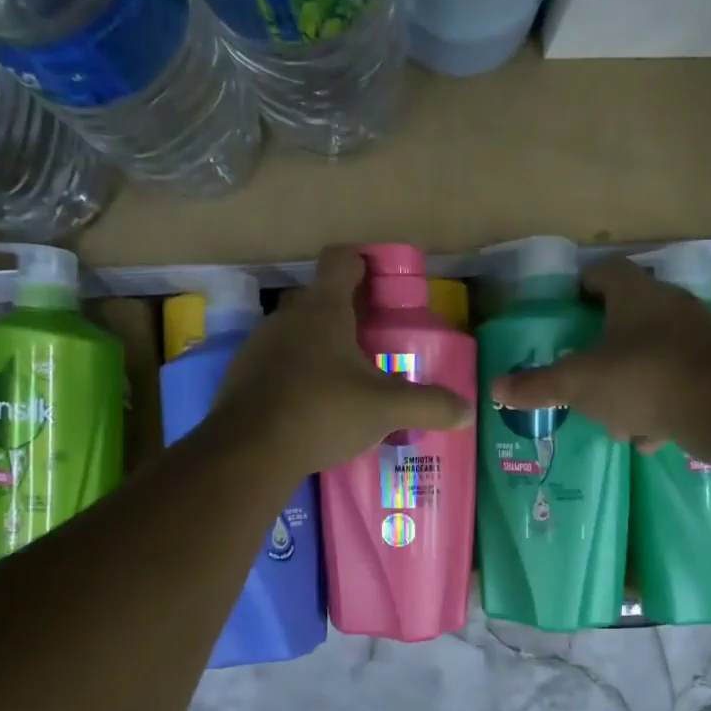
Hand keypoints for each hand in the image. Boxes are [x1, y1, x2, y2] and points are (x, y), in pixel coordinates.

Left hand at [210, 246, 474, 474]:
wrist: (249, 452)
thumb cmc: (322, 412)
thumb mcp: (384, 409)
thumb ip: (429, 405)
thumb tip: (467, 412)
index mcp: (323, 308)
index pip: (341, 259)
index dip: (363, 262)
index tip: (381, 283)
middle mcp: (287, 317)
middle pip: (319, 298)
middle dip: (345, 314)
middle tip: (372, 343)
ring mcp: (259, 345)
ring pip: (296, 333)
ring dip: (318, 347)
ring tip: (344, 381)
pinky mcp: (243, 375)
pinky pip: (276, 363)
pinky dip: (295, 375)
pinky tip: (311, 407)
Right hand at [493, 256, 710, 451]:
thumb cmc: (643, 378)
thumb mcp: (579, 384)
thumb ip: (538, 386)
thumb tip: (495, 389)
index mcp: (635, 296)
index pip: (605, 271)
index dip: (582, 284)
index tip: (566, 304)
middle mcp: (672, 308)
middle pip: (630, 316)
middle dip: (603, 344)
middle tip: (580, 365)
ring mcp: (700, 340)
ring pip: (654, 355)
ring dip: (631, 381)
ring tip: (610, 413)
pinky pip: (678, 384)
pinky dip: (660, 405)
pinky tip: (647, 434)